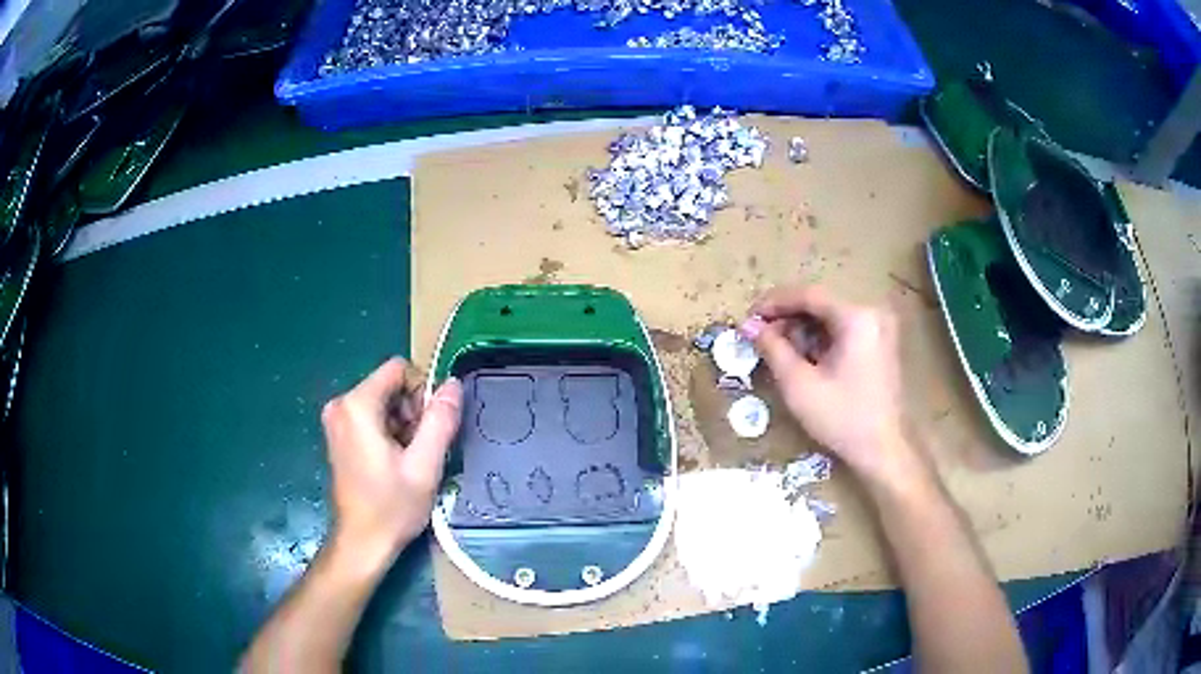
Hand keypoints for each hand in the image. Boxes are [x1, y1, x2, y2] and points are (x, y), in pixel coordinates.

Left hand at [320, 358, 462, 566]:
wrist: (361, 542)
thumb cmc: (392, 507)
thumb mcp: (425, 465)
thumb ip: (441, 420)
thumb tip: (453, 384)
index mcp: (357, 405)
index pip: (399, 369)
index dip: (422, 392)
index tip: (428, 429)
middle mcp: (340, 404)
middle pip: (389, 385)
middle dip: (412, 411)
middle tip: (420, 450)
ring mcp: (335, 420)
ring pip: (382, 402)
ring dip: (402, 424)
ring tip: (408, 461)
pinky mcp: (337, 435)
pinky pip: (370, 417)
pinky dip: (387, 433)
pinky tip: (393, 464)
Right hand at [747, 286, 926, 486]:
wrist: (882, 449)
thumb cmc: (841, 418)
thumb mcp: (799, 384)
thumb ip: (773, 348)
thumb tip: (749, 326)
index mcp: (857, 317)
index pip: (809, 295)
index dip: (774, 303)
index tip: (749, 317)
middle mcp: (872, 312)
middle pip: (821, 303)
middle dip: (787, 317)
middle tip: (760, 335)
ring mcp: (879, 327)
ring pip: (831, 316)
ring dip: (802, 328)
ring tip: (778, 349)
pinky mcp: (880, 343)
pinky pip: (844, 329)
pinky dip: (821, 338)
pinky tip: (803, 356)